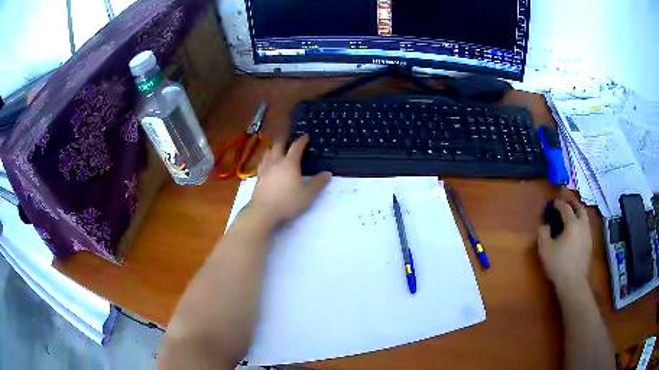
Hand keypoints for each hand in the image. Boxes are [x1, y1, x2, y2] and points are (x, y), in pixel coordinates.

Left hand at [249, 135, 331, 224]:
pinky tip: (267, 163)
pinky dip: (266, 158)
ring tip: (277, 148)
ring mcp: (265, 168)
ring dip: (274, 147)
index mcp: (290, 163)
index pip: (296, 147)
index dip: (302, 140)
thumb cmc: (288, 201)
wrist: (264, 211)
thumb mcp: (308, 194)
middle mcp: (276, 162)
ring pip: (268, 151)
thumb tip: (327, 173)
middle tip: (290, 139)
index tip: (306, 136)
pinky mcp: (258, 177)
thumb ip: (318, 183)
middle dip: (285, 140)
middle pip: (279, 144)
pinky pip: (262, 162)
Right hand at [538, 199, 591, 290]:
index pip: (566, 207)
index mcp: (572, 223)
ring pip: (585, 216)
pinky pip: (586, 226)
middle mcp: (582, 224)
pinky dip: (581, 222)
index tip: (553, 202)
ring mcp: (588, 234)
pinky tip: (576, 229)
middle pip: (579, 207)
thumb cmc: (558, 264)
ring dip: (578, 211)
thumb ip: (543, 233)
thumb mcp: (545, 249)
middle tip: (566, 201)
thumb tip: (545, 225)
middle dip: (572, 202)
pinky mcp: (590, 243)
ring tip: (572, 213)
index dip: (559, 203)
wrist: (573, 282)